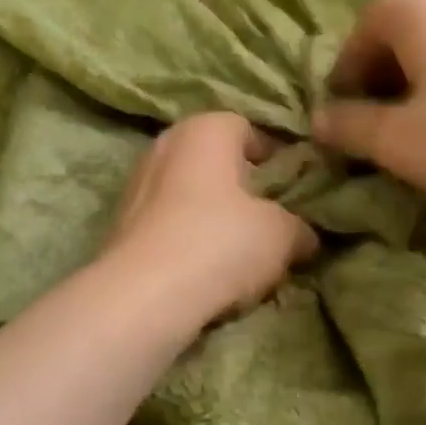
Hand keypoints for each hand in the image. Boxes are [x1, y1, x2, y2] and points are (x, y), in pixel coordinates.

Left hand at [99, 112, 318, 326]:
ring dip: (211, 214)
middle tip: (268, 219)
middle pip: (214, 161)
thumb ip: (298, 227)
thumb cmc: (219, 243)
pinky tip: (203, 268)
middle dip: (241, 187)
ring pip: (188, 193)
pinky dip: (185, 236)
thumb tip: (305, 236)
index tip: (293, 188)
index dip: (275, 157)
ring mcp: (136, 183)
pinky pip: (167, 222)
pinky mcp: (119, 223)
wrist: (143, 295)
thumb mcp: (281, 235)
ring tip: (237, 251)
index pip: (248, 129)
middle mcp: (166, 145)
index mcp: (205, 129)